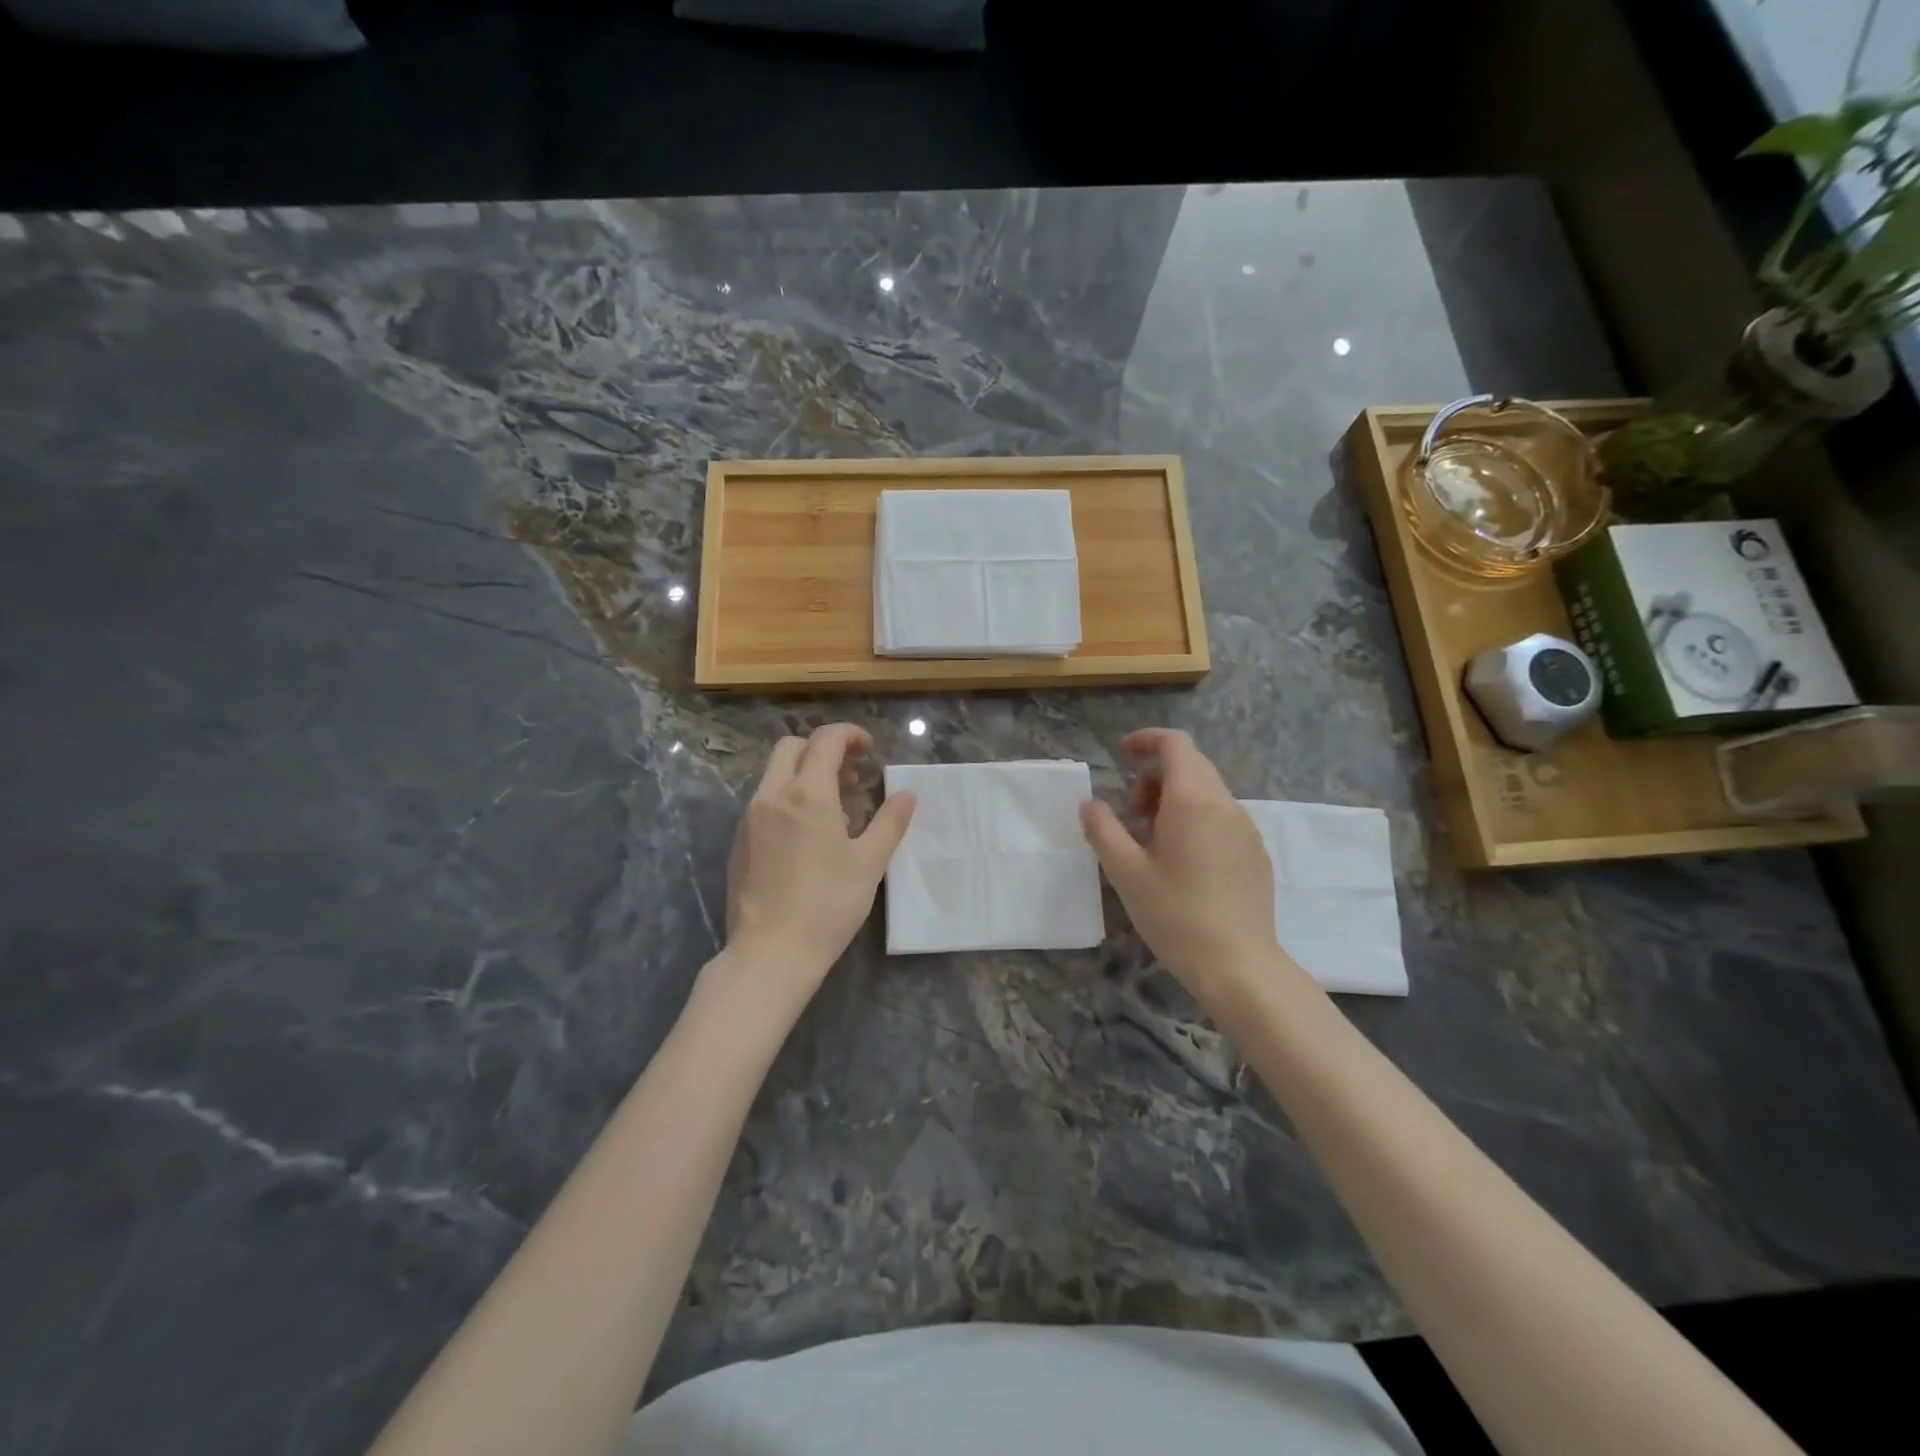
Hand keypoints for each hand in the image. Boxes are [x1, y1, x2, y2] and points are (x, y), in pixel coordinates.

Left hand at [720, 724, 915, 1000]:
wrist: (771, 952)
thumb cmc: (828, 904)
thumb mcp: (869, 862)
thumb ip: (890, 822)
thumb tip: (906, 795)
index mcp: (806, 793)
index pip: (825, 741)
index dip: (849, 735)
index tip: (869, 748)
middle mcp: (772, 796)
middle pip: (792, 748)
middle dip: (822, 749)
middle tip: (851, 774)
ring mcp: (749, 819)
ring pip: (775, 775)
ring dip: (804, 775)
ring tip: (835, 807)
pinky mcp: (739, 843)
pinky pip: (764, 803)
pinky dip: (788, 800)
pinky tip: (807, 836)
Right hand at [1080, 728, 1287, 1003]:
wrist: (1238, 965)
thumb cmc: (1175, 914)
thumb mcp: (1125, 872)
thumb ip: (1103, 829)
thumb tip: (1090, 804)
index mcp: (1193, 800)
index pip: (1175, 744)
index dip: (1146, 740)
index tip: (1121, 755)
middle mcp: (1225, 804)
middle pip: (1191, 767)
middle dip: (1154, 778)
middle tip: (1130, 814)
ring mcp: (1247, 829)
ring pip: (1207, 794)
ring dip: (1174, 801)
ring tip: (1152, 844)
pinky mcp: (1256, 853)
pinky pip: (1222, 819)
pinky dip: (1196, 821)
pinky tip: (1183, 864)